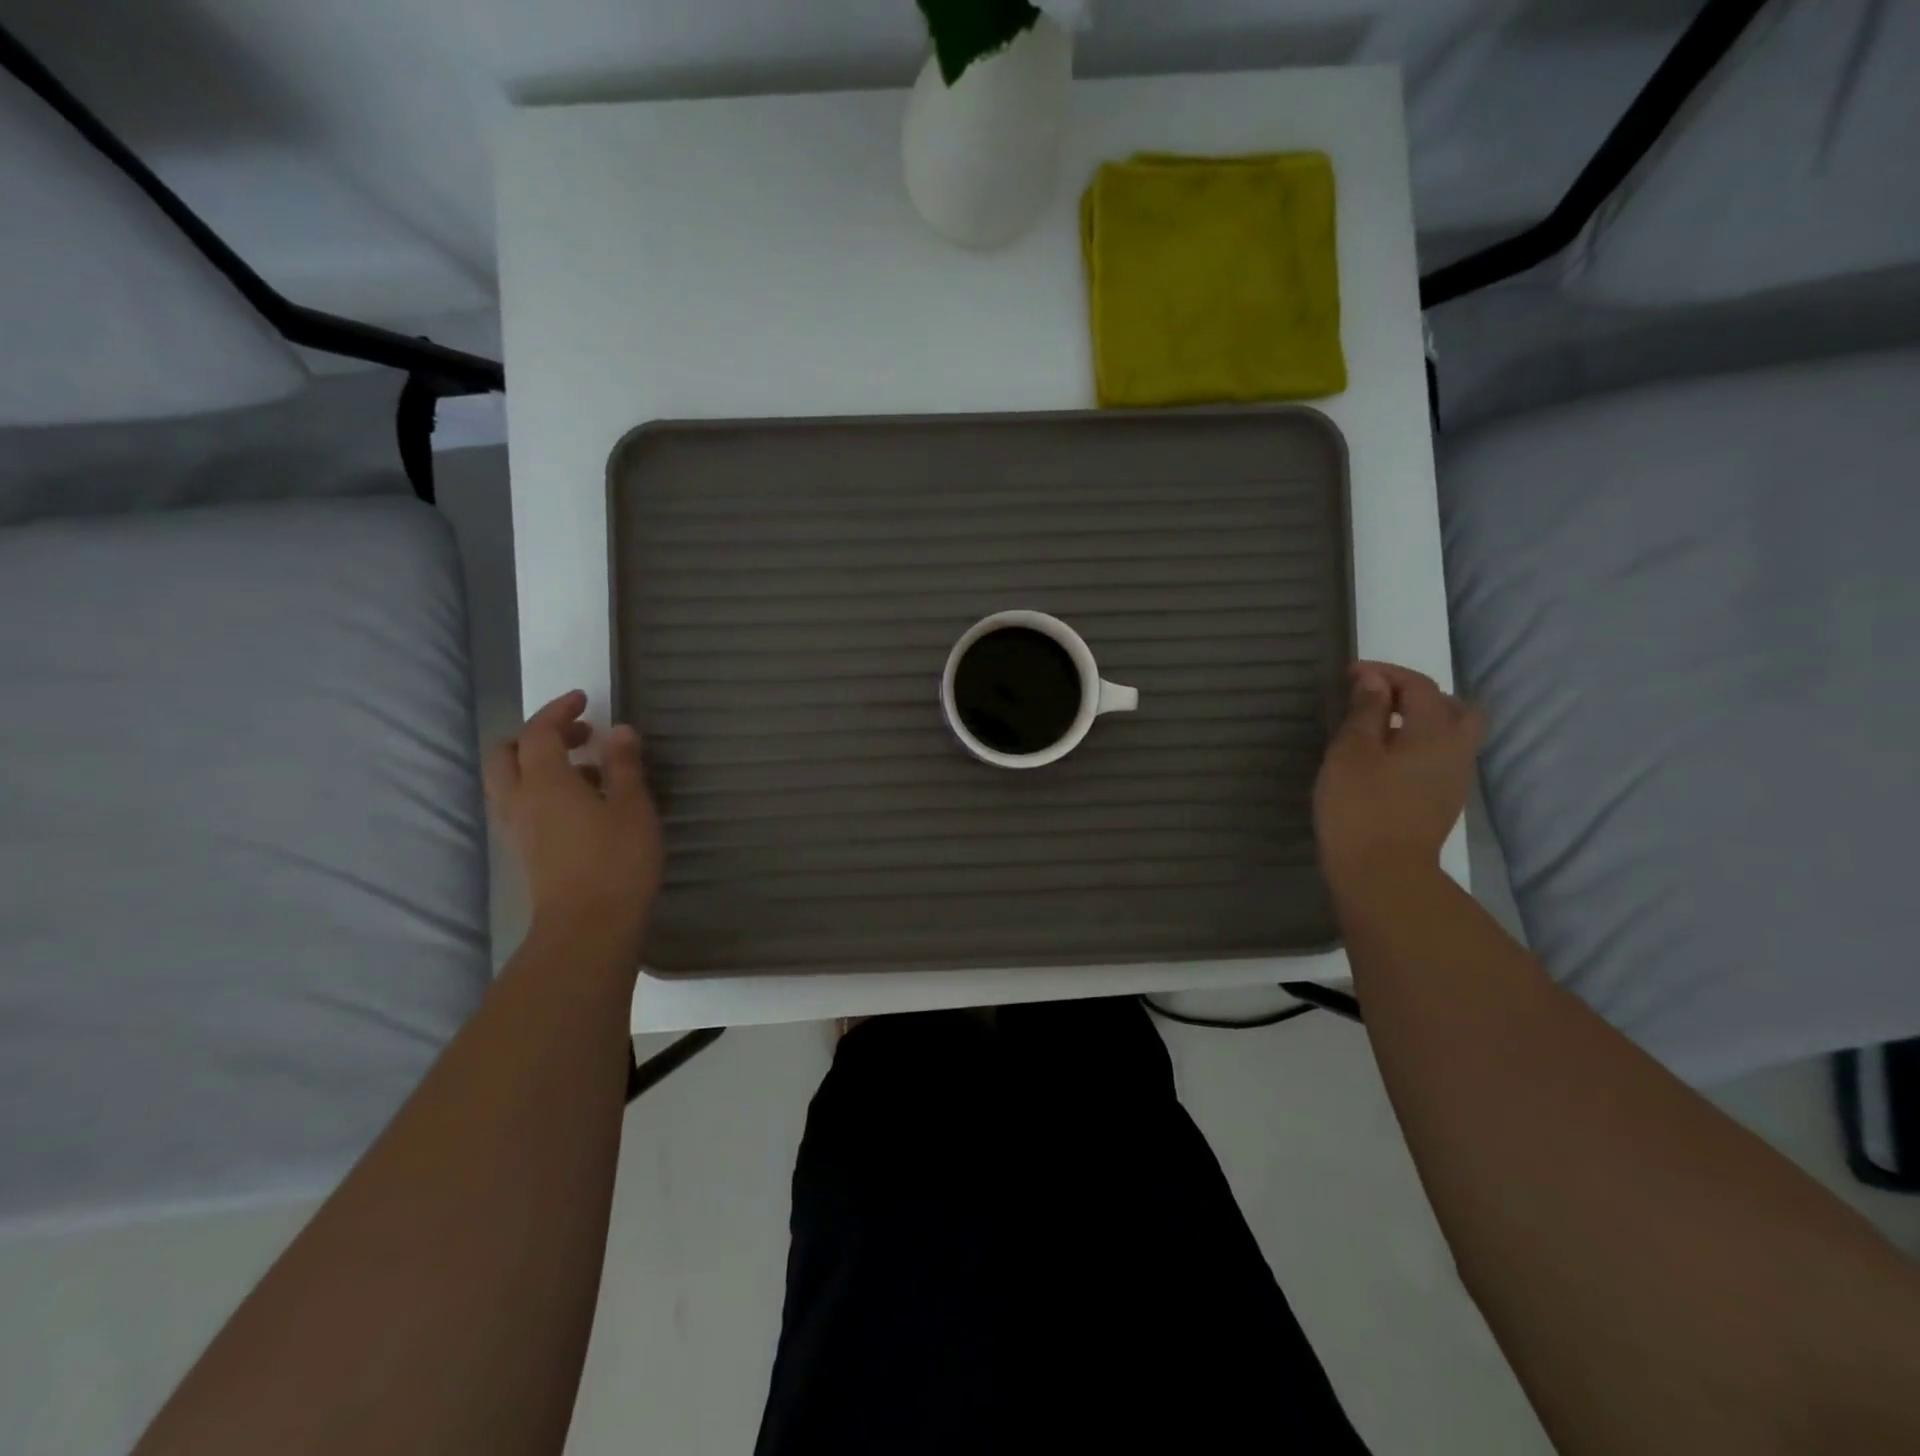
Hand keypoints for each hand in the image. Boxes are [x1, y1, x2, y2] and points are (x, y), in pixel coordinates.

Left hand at [485, 690, 663, 960]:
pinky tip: (578, 805)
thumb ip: (624, 765)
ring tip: (586, 771)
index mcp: (545, 781)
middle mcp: (519, 800)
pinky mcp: (524, 852)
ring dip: (538, 764)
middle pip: (507, 754)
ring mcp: (516, 829)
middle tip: (580, 735)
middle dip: (538, 736)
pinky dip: (541, 790)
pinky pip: (520, 806)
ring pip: (509, 782)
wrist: (588, 926)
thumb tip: (618, 730)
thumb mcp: (633, 806)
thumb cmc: (617, 859)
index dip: (558, 711)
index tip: (583, 700)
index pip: (538, 732)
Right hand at [1314, 662, 1484, 895]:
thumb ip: (1366, 711)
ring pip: (1449, 735)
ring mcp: (1453, 780)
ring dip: (1418, 722)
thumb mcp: (1351, 751)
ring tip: (1376, 728)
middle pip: (1454, 708)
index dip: (1385, 673)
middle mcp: (1456, 751)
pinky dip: (1415, 746)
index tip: (1350, 674)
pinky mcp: (1441, 803)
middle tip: (1378, 699)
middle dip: (1417, 695)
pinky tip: (1384, 760)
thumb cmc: (1360, 806)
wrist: (1382, 874)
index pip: (1419, 686)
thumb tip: (1375, 681)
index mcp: (1436, 732)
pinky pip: (1437, 759)